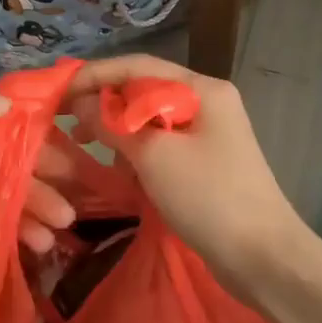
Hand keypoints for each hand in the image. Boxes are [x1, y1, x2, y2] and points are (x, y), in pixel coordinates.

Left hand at [0, 76, 75, 285]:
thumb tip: (7, 108)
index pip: (0, 123)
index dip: (36, 136)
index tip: (69, 153)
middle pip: (8, 163)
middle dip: (42, 179)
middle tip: (72, 202)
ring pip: (2, 198)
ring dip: (33, 210)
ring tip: (59, 231)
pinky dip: (11, 236)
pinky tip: (35, 247)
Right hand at [66, 55, 305, 292]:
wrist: (262, 256)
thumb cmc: (208, 197)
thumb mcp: (154, 157)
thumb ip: (113, 125)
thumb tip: (81, 103)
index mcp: (202, 88)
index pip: (138, 66)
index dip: (95, 75)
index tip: (59, 91)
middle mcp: (207, 102)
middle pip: (144, 90)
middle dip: (105, 104)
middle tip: (67, 122)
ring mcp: (208, 133)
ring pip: (151, 120)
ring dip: (119, 131)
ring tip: (87, 146)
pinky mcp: (205, 162)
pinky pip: (162, 145)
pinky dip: (138, 153)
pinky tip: (122, 172)